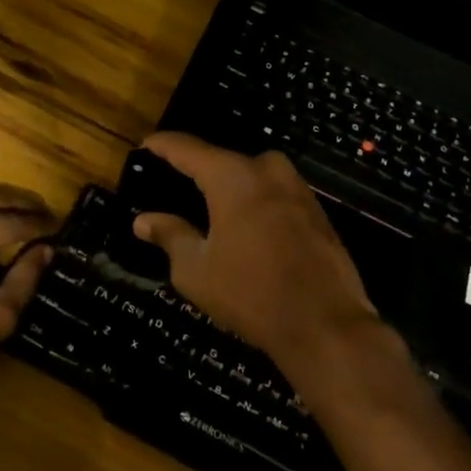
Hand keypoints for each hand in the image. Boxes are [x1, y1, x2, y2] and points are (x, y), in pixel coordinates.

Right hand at [132, 134, 385, 392]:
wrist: (326, 325)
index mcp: (232, 176)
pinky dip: (254, 203)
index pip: (186, 148)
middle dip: (197, 171)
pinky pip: (273, 194)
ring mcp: (296, 187)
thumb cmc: (251, 293)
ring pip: (251, 176)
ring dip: (229, 188)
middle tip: (174, 188)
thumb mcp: (196, 270)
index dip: (162, 145)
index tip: (144, 145)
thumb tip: (143, 220)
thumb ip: (170, 236)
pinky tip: (243, 228)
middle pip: (221, 160)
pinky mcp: (316, 210)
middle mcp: (266, 169)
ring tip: (207, 210)